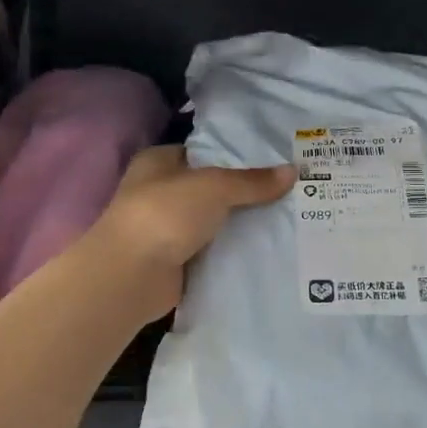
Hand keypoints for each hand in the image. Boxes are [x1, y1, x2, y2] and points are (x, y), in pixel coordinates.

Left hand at [90, 145, 294, 325]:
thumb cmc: (165, 213)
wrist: (132, 276)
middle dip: (243, 191)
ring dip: (239, 222)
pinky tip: (265, 246)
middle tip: (287, 189)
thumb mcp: (215, 187)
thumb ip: (253, 181)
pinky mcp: (175, 260)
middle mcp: (158, 191)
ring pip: (213, 220)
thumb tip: (293, 171)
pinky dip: (232, 249)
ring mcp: (166, 228)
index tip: (272, 159)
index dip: (234, 154)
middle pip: (210, 187)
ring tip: (285, 216)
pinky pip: (212, 249)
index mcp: (158, 162)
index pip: (202, 151)